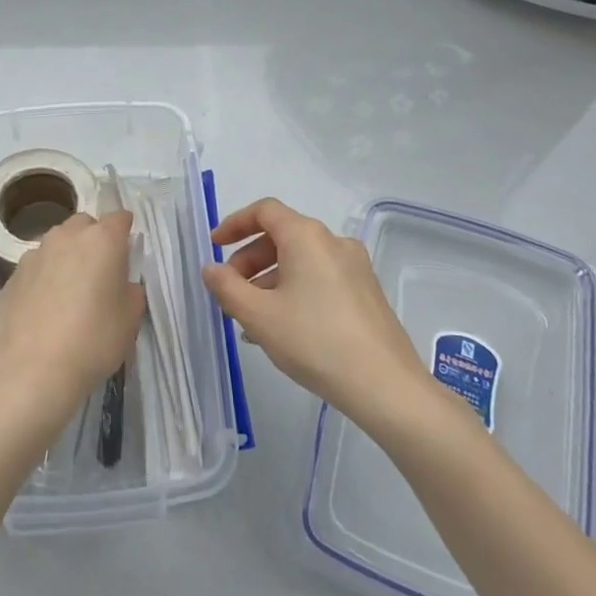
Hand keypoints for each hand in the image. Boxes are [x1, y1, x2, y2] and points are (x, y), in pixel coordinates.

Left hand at [0, 211, 145, 433]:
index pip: (119, 218)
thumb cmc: (92, 341)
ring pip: (57, 244)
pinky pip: (36, 267)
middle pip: (84, 225)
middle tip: (100, 273)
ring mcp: (35, 254)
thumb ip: (131, 292)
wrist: (28, 371)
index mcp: (102, 240)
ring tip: (70, 292)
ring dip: (67, 258)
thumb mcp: (130, 321)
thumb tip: (122, 284)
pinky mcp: (12, 276)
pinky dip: (44, 278)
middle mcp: (66, 237)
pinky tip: (45, 309)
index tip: (128, 251)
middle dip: (94, 240)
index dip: (126, 231)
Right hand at [203, 197, 435, 428]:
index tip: (214, 246)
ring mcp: (355, 267)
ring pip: (301, 260)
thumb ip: (227, 287)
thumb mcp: (258, 316)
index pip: (264, 211)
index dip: (234, 223)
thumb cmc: (314, 340)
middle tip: (230, 291)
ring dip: (269, 279)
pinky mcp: (366, 292)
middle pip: (282, 235)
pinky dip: (294, 289)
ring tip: (252, 318)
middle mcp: (333, 242)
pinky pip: (319, 278)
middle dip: (249, 259)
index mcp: (306, 236)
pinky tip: (283, 327)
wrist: (384, 385)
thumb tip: (211, 269)